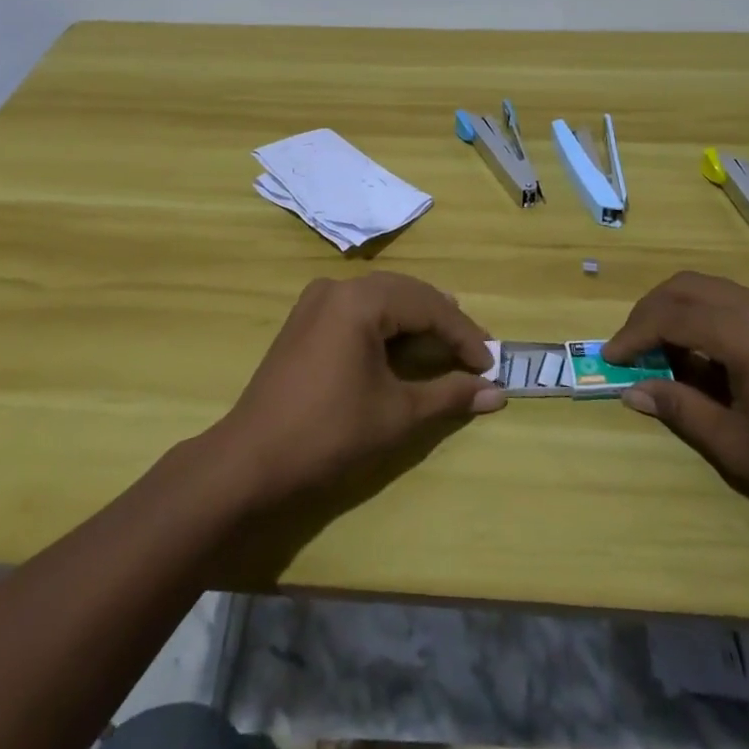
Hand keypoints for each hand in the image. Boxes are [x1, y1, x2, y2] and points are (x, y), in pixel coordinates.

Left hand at [210, 273, 504, 505]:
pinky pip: (358, 308)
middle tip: (474, 351)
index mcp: (360, 300)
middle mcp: (338, 287)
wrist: (250, 462)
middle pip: (406, 293)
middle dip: (443, 321)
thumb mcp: (397, 414)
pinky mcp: (305, 319)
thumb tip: (497, 392)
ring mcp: (317, 301)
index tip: (490, 364)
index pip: (428, 306)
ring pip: (382, 298)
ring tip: (448, 342)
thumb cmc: (329, 434)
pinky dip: (387, 324)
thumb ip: (449, 394)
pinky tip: (403, 342)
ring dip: (417, 319)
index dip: (463, 335)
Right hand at [605, 272, 748, 554]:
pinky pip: (739, 304)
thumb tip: (633, 391)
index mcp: (744, 331)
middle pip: (687, 287)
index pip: (670, 315)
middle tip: (630, 349)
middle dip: (651, 312)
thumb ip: (681, 410)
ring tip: (664, 356)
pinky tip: (709, 360)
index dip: (633, 335)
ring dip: (680, 313)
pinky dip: (710, 319)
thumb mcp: (737, 447)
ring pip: (713, 290)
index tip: (609, 359)